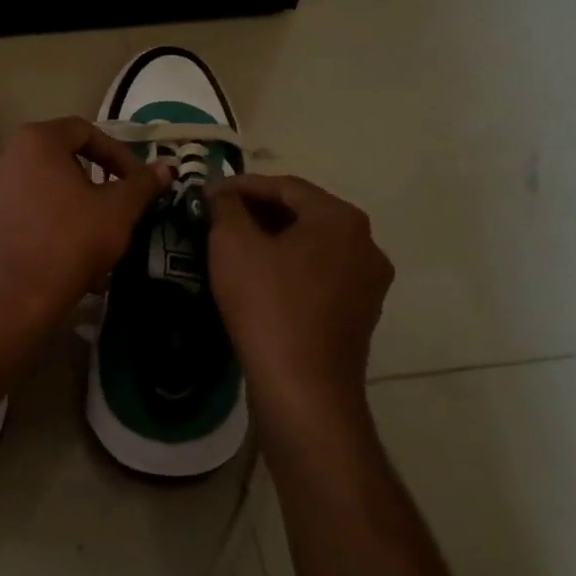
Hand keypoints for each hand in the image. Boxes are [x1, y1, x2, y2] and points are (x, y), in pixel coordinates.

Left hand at [0, 117, 169, 338]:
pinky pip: (19, 211)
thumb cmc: (67, 245)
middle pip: (59, 158)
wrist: (7, 302)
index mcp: (35, 141)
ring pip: (39, 188)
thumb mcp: (117, 212)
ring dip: (70, 206)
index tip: (135, 183)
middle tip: (114, 210)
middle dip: (93, 183)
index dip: (117, 154)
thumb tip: (166, 166)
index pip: (85, 131)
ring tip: (91, 239)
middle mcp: (3, 154)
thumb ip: (142, 184)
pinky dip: (44, 224)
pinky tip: (62, 256)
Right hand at [207, 174, 394, 434]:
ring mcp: (367, 284)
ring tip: (232, 246)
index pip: (285, 186)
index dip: (241, 185)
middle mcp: (365, 245)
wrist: (303, 390)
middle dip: (258, 212)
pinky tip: (257, 279)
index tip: (207, 193)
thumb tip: (222, 193)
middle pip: (303, 214)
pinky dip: (288, 268)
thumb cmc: (268, 305)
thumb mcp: (232, 244)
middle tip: (217, 217)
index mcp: (341, 219)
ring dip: (272, 240)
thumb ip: (226, 206)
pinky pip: (319, 276)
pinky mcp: (359, 316)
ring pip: (312, 247)